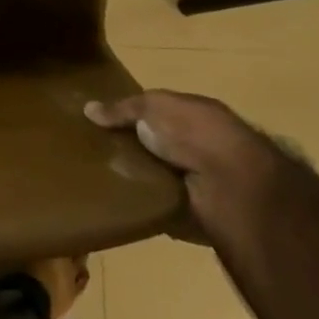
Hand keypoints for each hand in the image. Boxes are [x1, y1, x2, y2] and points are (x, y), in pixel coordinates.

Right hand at [85, 90, 285, 244]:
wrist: (230, 183)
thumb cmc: (194, 132)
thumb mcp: (153, 106)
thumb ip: (123, 108)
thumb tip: (88, 109)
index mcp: (197, 115)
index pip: (162, 112)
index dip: (136, 116)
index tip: (105, 123)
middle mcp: (202, 146)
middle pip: (161, 145)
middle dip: (136, 149)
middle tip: (98, 153)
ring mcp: (201, 180)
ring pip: (163, 176)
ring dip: (142, 179)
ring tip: (104, 179)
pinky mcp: (197, 211)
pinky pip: (165, 206)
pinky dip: (148, 205)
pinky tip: (123, 203)